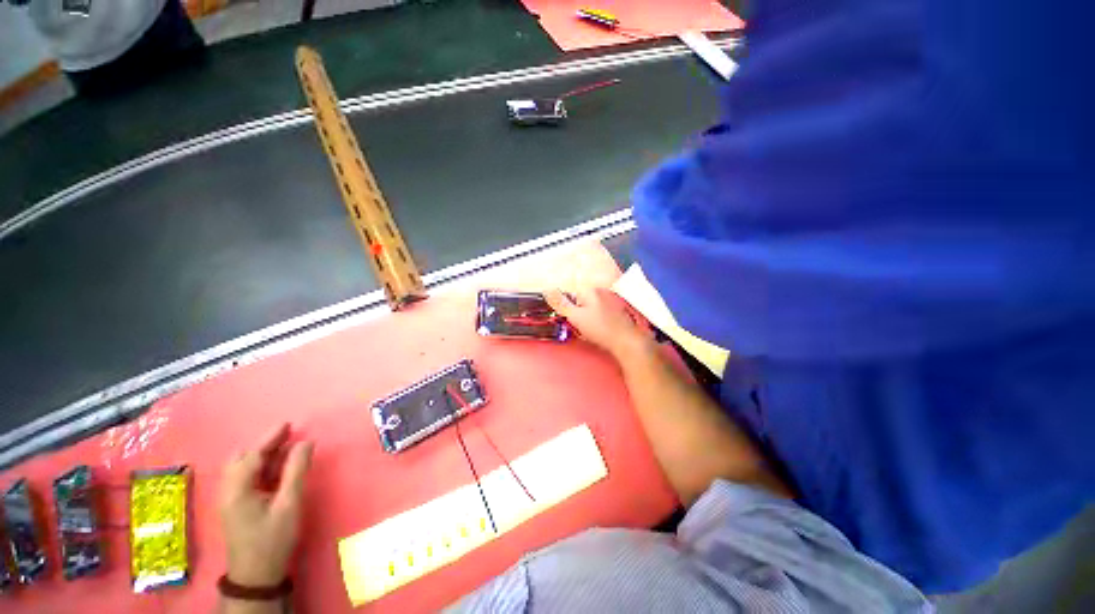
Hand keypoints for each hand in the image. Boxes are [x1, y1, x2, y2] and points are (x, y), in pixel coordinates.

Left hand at [219, 424, 313, 586]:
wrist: (257, 577)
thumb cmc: (273, 539)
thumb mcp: (289, 504)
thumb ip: (296, 471)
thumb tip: (306, 442)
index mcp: (237, 490)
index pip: (252, 456)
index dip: (270, 438)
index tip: (288, 424)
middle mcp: (228, 492)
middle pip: (243, 459)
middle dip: (265, 445)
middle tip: (289, 436)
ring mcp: (230, 501)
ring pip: (243, 469)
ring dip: (263, 456)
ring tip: (286, 449)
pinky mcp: (236, 508)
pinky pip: (247, 479)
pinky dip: (262, 468)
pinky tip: (278, 469)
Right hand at [544, 288, 651, 358]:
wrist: (627, 341)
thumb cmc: (600, 328)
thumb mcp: (576, 316)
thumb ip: (560, 303)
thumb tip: (546, 289)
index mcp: (589, 290)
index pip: (568, 294)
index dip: (564, 307)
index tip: (565, 319)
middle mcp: (599, 291)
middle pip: (578, 300)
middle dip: (574, 313)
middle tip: (578, 326)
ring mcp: (608, 300)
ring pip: (587, 308)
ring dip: (583, 318)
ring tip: (588, 330)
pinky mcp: (614, 311)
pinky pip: (597, 313)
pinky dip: (594, 320)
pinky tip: (597, 330)